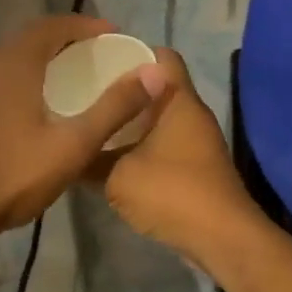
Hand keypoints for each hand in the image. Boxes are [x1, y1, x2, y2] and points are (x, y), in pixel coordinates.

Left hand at [0, 15, 168, 242]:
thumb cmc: (10, 177)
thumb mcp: (71, 146)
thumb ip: (113, 109)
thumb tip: (154, 74)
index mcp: (14, 64)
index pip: (53, 25)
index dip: (85, 25)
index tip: (113, 36)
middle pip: (30, 39)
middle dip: (65, 41)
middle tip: (95, 57)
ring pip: (9, 60)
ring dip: (40, 61)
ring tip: (68, 82)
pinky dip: (19, 81)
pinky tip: (29, 112)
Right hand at [101, 48, 260, 273]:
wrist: (222, 239)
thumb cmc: (172, 193)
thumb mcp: (117, 177)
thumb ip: (90, 160)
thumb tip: (69, 152)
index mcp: (178, 100)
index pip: (162, 56)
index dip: (133, 52)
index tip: (101, 60)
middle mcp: (192, 113)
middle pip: (159, 86)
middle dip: (127, 88)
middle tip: (89, 92)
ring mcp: (199, 141)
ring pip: (162, 117)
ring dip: (134, 120)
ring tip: (97, 123)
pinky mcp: (198, 166)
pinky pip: (167, 142)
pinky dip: (144, 144)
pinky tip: (116, 157)